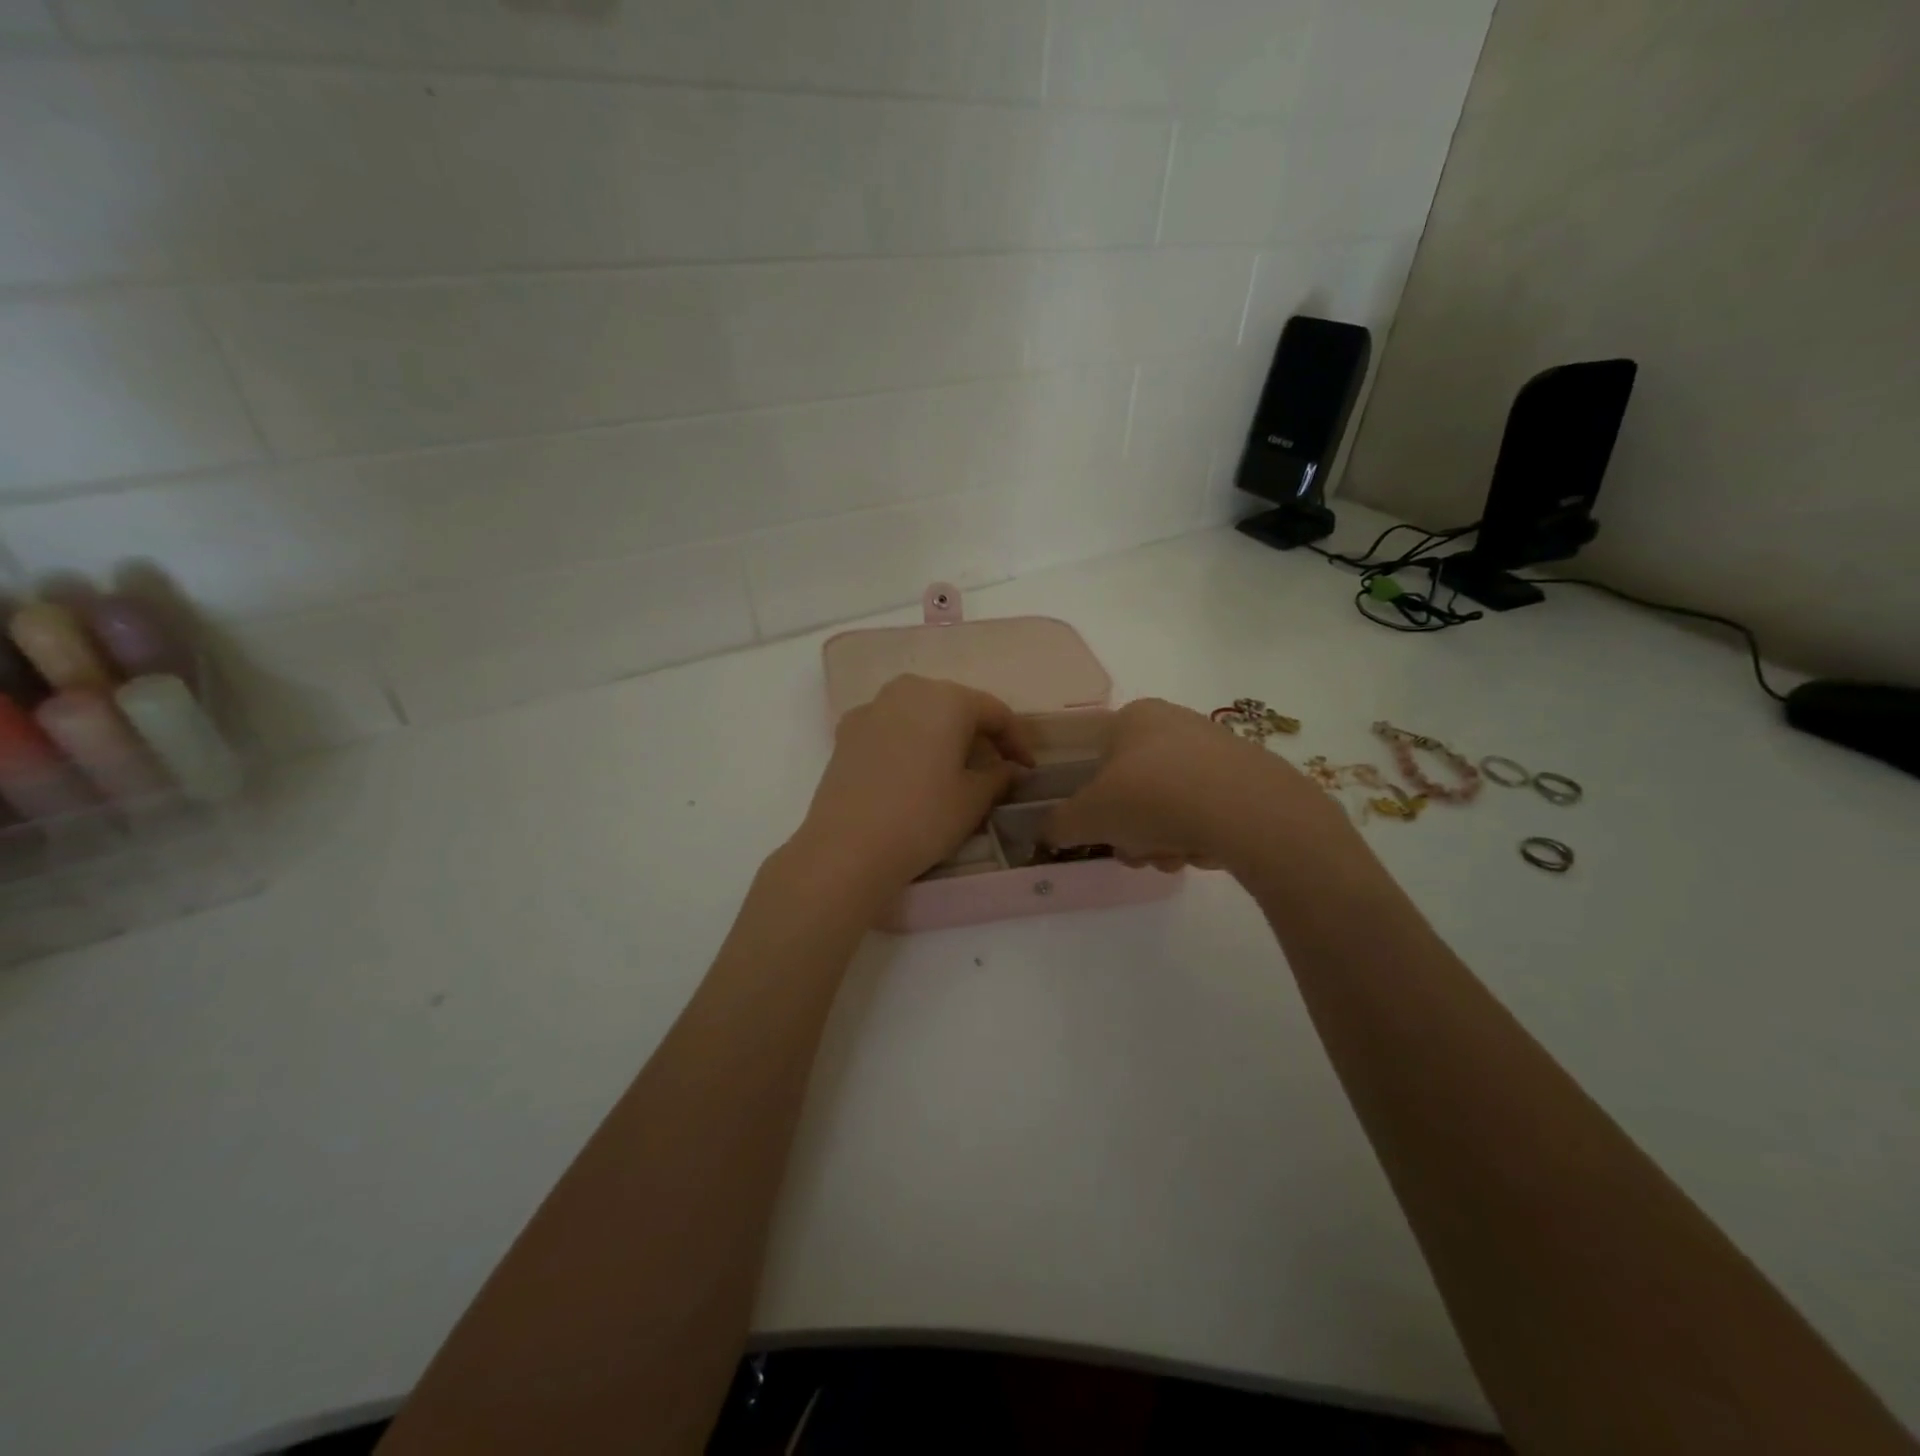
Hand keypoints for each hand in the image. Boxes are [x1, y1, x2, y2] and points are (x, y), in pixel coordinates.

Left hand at [791, 675, 1032, 900]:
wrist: (847, 847)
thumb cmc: (922, 817)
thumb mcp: (973, 800)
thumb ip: (999, 776)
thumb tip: (1011, 769)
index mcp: (948, 699)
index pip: (995, 712)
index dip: (1016, 741)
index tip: (1027, 769)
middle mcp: (909, 690)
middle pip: (955, 706)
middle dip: (978, 734)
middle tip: (994, 766)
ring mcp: (872, 708)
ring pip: (919, 714)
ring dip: (941, 735)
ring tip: (952, 768)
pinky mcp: (846, 731)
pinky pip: (889, 728)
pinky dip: (908, 742)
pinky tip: (911, 771)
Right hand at [1044, 699, 1333, 873]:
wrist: (1246, 809)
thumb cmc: (1151, 797)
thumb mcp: (1088, 816)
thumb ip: (1061, 824)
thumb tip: (1049, 832)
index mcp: (1133, 717)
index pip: (1100, 762)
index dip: (1097, 804)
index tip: (1106, 833)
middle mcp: (1175, 722)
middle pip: (1137, 789)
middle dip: (1134, 831)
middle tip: (1140, 853)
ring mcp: (1217, 747)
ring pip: (1172, 804)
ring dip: (1165, 839)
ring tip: (1176, 857)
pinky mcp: (1251, 775)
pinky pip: (1211, 810)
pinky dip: (1202, 834)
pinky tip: (1208, 851)